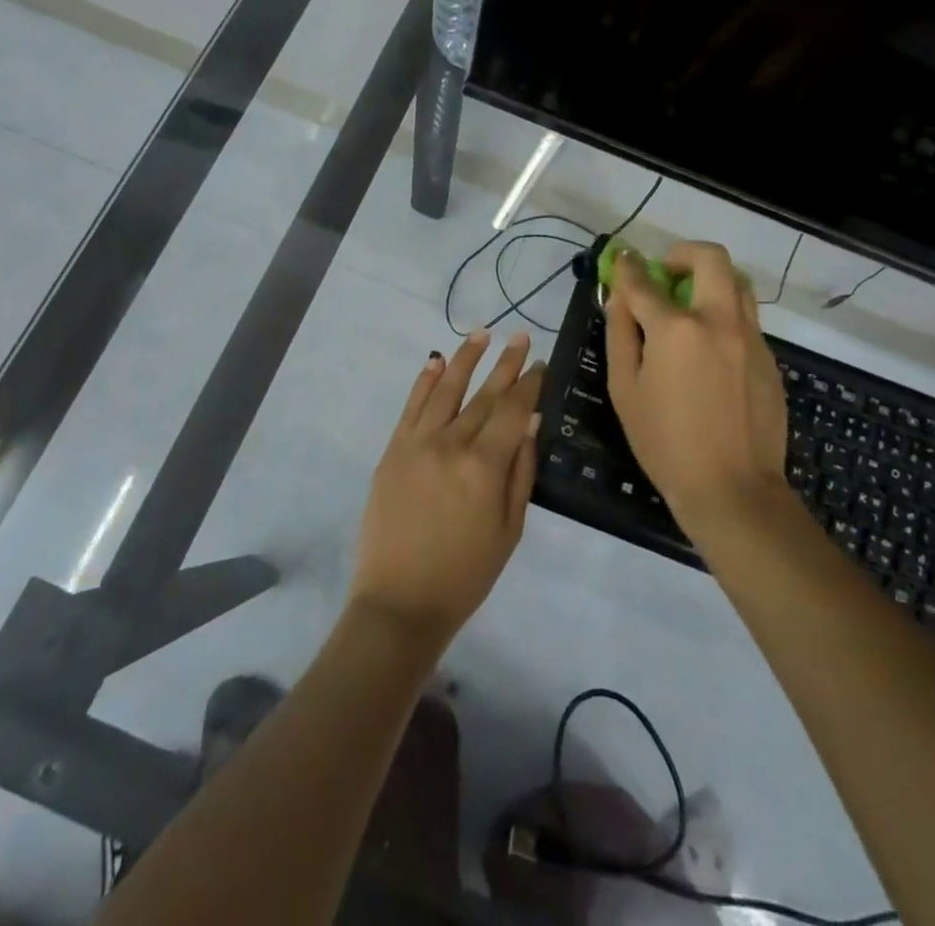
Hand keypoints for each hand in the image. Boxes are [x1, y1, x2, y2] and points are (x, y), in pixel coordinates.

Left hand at [350, 331, 545, 651]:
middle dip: (505, 364)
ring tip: (483, 333)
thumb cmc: (466, 574)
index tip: (541, 363)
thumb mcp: (509, 529)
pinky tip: (436, 361)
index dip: (530, 384)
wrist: (400, 601)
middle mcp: (450, 443)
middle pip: (484, 394)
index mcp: (484, 466)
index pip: (512, 410)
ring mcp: (417, 443)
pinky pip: (411, 406)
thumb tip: (531, 422)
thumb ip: (520, 471)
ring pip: (445, 389)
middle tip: (521, 336)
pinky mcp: (393, 450)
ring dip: (465, 358)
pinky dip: (424, 381)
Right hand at [604, 241, 789, 536]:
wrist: (733, 490)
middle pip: (709, 258)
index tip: (621, 260)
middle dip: (682, 253)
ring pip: (737, 282)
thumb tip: (620, 297)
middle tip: (665, 273)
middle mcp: (719, 321)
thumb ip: (620, 334)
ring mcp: (751, 338)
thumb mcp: (625, 389)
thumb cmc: (665, 442)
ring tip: (689, 304)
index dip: (628, 267)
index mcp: (677, 330)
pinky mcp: (769, 358)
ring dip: (710, 279)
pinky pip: (746, 317)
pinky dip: (724, 314)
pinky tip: (708, 348)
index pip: (645, 281)